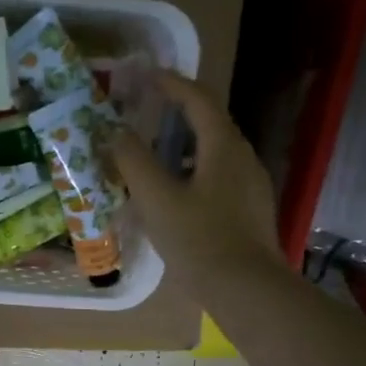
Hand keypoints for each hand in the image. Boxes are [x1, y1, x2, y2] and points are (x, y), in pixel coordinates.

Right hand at [107, 72, 286, 287]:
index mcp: (223, 147)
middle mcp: (243, 158)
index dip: (172, 84)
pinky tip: (174, 195)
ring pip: (213, 153)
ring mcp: (250, 186)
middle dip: (178, 113)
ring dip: (183, 146)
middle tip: (146, 112)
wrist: (246, 289)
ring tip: (153, 154)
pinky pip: (217, 177)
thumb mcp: (157, 199)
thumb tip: (115, 133)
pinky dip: (192, 172)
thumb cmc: (199, 239)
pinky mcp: (249, 211)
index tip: (146, 76)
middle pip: (210, 123)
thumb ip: (133, 161)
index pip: (198, 100)